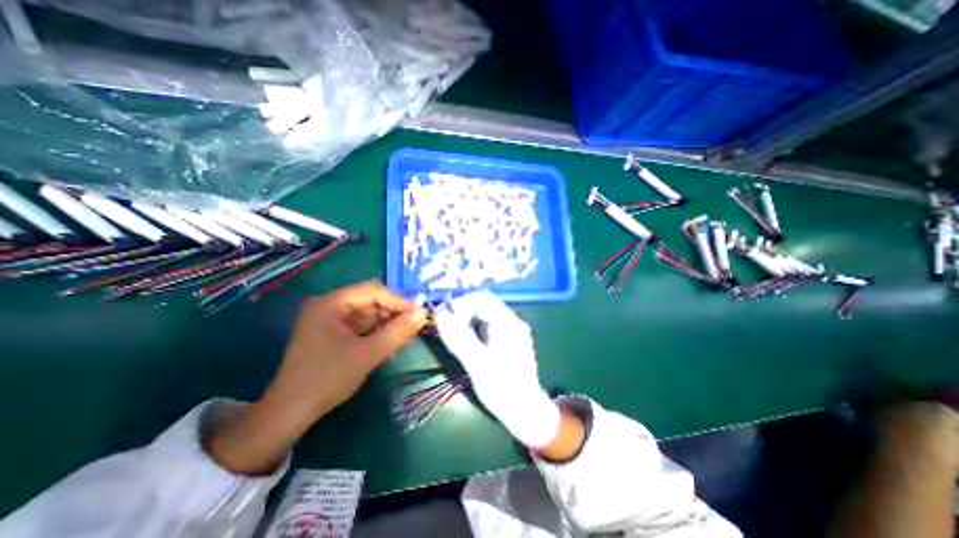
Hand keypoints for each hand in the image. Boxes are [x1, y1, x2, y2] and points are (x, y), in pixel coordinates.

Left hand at [263, 281, 424, 419]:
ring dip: (386, 321)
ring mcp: (327, 319)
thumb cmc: (328, 378)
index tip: (418, 314)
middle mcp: (328, 305)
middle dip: (392, 311)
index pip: (372, 291)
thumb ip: (397, 332)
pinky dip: (375, 330)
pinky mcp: (330, 332)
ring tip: (405, 332)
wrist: (290, 413)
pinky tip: (389, 338)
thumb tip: (423, 314)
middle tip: (414, 324)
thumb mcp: (368, 354)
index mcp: (331, 303)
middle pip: (369, 299)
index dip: (398, 301)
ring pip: (366, 312)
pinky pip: (359, 324)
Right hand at [438, 291, 563, 446]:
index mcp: (508, 323)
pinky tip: (469, 343)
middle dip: (463, 311)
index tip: (446, 318)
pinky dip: (474, 329)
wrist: (526, 411)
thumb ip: (458, 337)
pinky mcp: (509, 340)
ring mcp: (512, 330)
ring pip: (485, 315)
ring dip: (467, 320)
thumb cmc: (502, 389)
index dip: (461, 303)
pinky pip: (488, 325)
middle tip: (447, 327)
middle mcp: (513, 322)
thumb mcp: (477, 364)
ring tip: (456, 337)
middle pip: (484, 304)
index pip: (482, 298)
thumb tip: (440, 313)